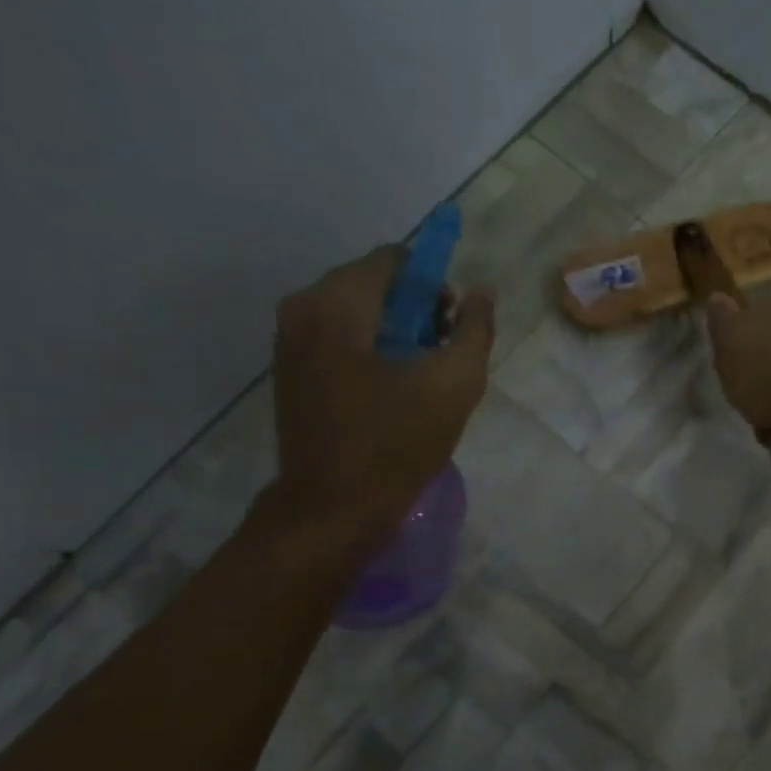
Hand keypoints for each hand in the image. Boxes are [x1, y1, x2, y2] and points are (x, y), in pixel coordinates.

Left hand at [268, 246, 493, 550]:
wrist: (334, 509)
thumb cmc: (396, 444)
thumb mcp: (454, 384)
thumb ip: (475, 330)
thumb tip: (480, 293)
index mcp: (336, 303)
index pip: (396, 260)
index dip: (436, 286)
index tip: (453, 328)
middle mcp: (303, 309)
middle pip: (375, 284)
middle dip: (417, 311)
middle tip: (441, 358)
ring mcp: (290, 340)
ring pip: (358, 312)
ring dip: (397, 333)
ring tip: (421, 380)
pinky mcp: (291, 370)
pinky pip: (341, 339)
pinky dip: (372, 351)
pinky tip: (392, 392)